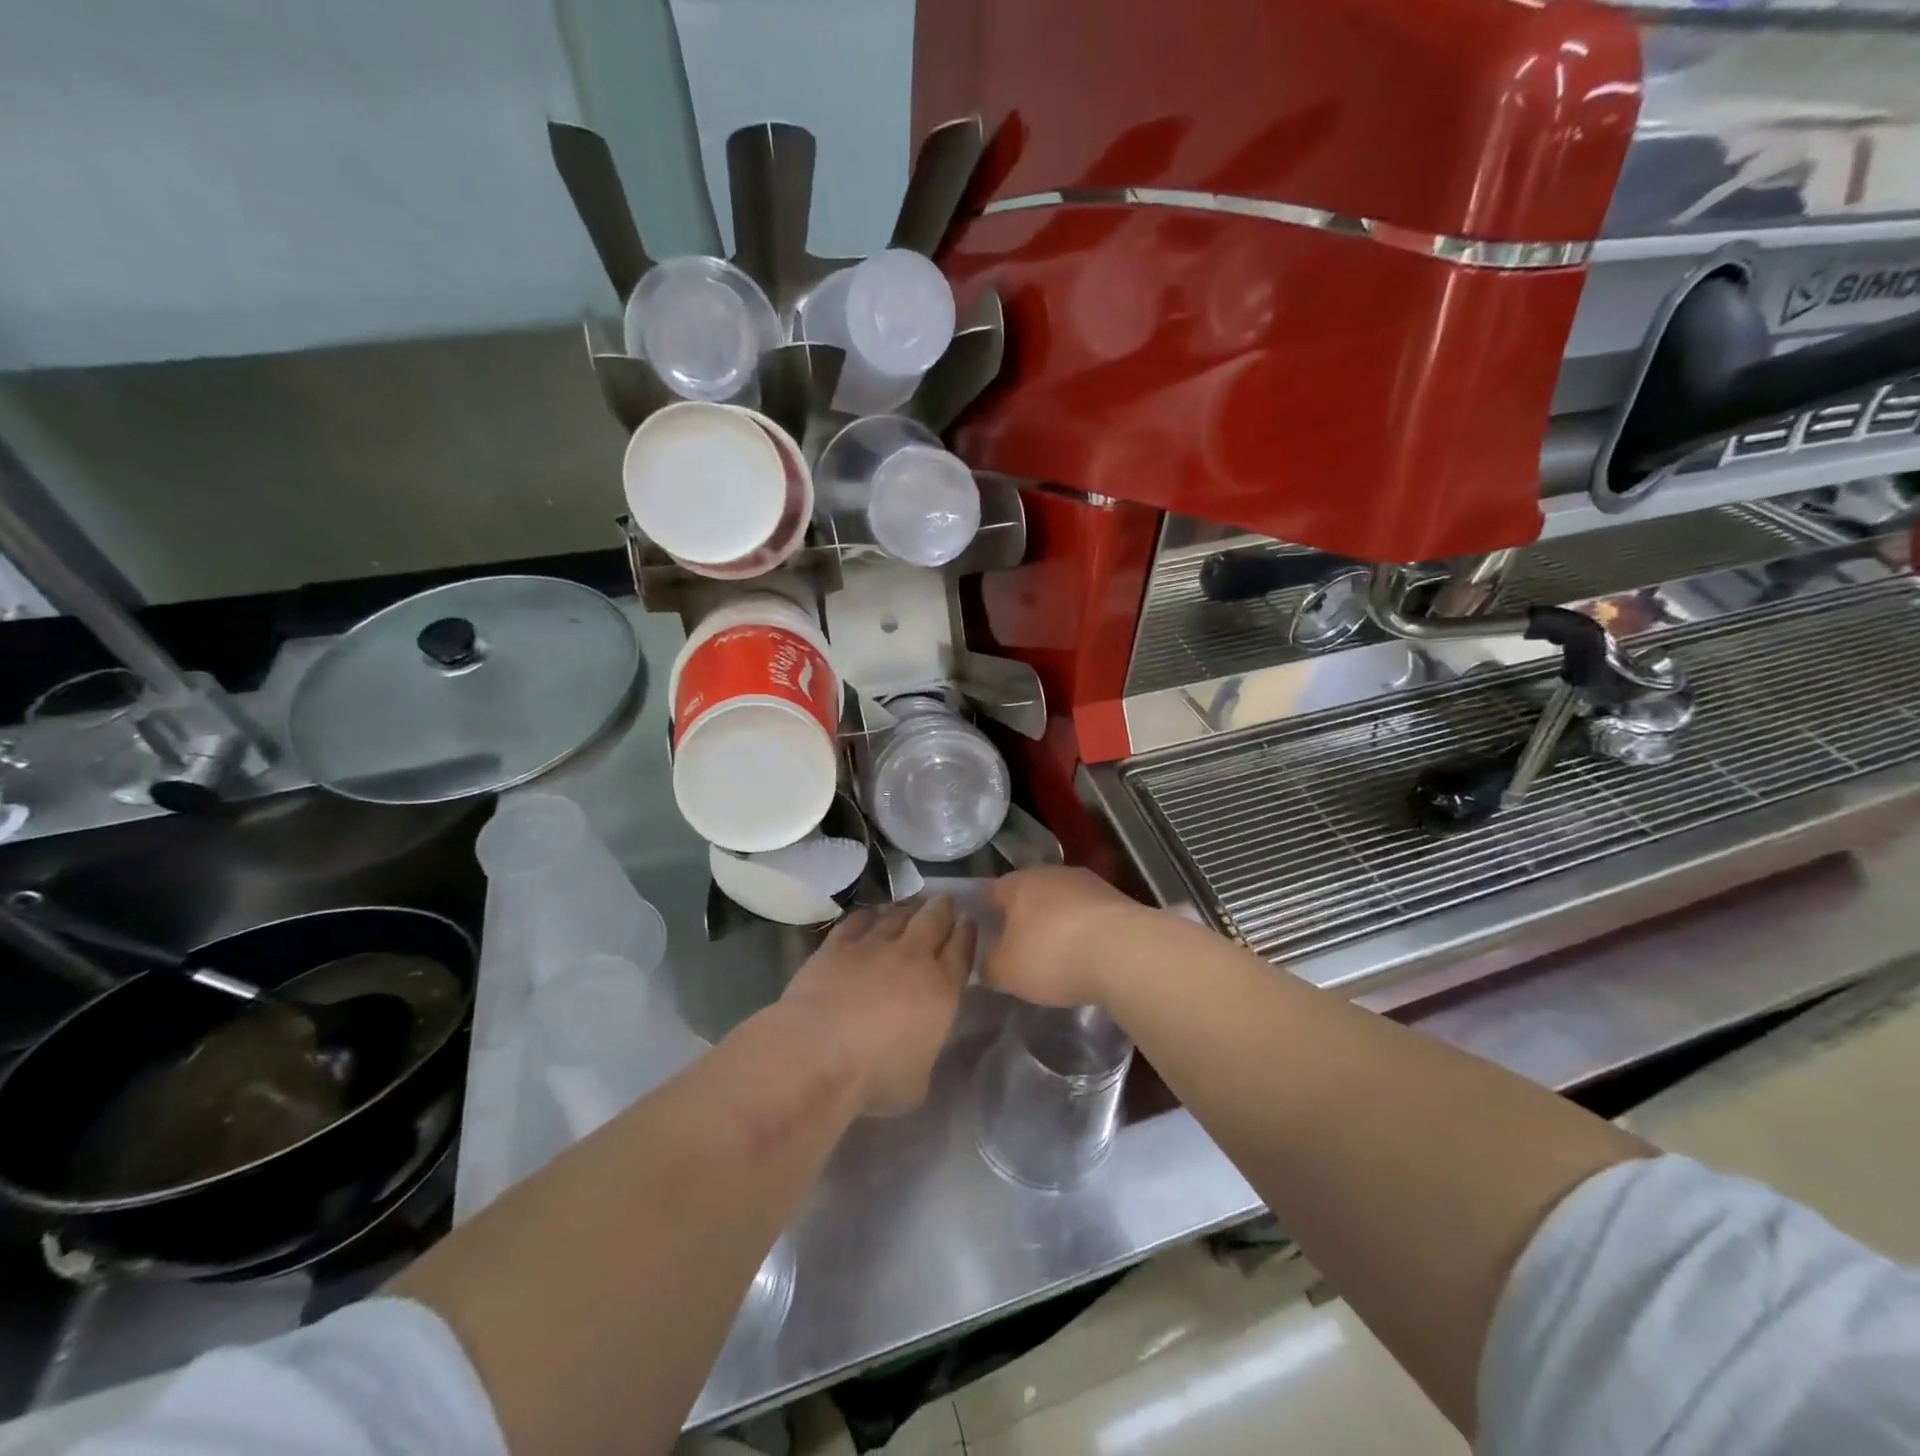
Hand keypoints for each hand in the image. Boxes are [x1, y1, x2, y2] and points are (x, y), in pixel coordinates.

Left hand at [780, 897, 974, 1115]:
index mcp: (942, 989)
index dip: (967, 933)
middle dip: (942, 908)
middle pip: (934, 919)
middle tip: (944, 901)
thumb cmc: (874, 1077)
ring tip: (913, 904)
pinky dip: (870, 914)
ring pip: (898, 914)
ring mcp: (874, 945)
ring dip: (909, 907)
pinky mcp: (838, 944)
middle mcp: (913, 957)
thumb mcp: (918, 1081)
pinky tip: (872, 914)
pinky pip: (860, 919)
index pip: (962, 950)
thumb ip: (926, 1052)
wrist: (818, 1053)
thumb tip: (919, 1044)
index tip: (968, 922)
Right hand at [984, 866, 1150, 1007]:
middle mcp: (1049, 872)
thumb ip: (988, 966)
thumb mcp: (1006, 973)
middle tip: (1020, 948)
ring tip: (1057, 954)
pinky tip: (1087, 953)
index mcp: (1017, 883)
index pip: (991, 892)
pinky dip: (1083, 929)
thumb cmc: (1052, 956)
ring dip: (1057, 922)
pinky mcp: (1115, 896)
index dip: (986, 914)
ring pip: (1061, 900)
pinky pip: (1087, 912)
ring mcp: (1086, 881)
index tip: (988, 938)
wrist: (1124, 952)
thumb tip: (985, 961)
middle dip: (1024, 917)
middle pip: (1028, 893)